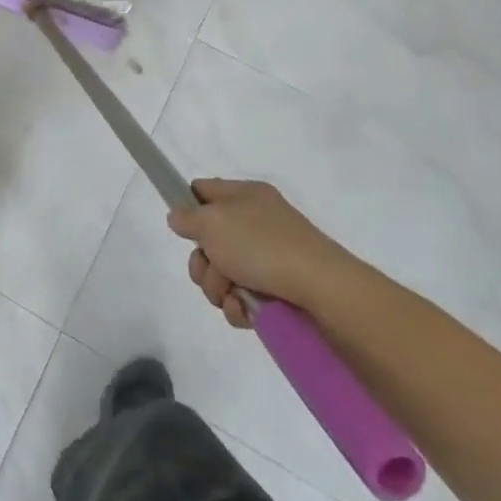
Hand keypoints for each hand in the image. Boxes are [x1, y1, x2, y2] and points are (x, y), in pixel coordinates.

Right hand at [167, 178, 360, 326]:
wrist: (322, 290)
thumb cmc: (262, 246)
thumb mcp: (212, 222)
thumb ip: (187, 217)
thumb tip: (179, 217)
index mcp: (245, 195)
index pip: (204, 190)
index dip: (187, 206)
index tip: (182, 228)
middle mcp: (256, 222)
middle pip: (208, 240)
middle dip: (202, 262)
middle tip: (211, 269)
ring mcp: (268, 257)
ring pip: (222, 272)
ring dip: (218, 287)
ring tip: (233, 294)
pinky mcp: (277, 289)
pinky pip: (242, 296)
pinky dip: (238, 305)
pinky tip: (245, 310)